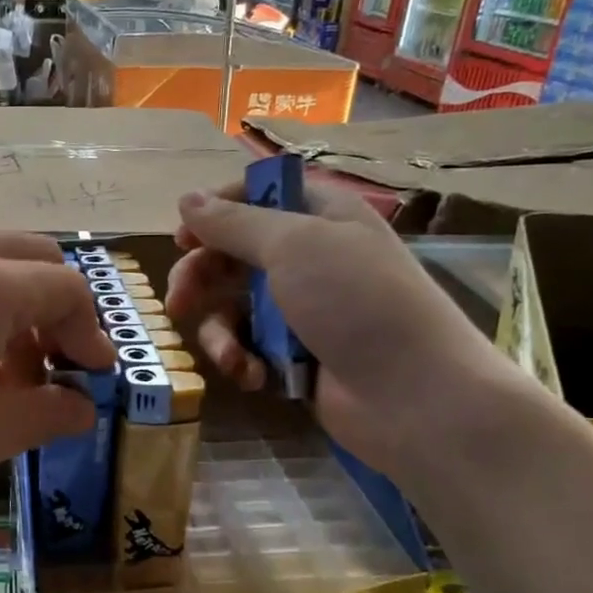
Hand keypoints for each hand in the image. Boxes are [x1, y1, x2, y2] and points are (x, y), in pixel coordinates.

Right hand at [166, 183, 523, 476]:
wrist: (414, 397)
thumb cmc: (356, 303)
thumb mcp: (294, 246)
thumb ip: (233, 223)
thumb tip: (186, 199)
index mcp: (320, 216)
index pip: (258, 195)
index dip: (216, 211)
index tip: (183, 237)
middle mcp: (310, 257)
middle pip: (235, 253)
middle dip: (202, 278)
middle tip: (178, 303)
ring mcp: (303, 309)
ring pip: (234, 305)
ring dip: (220, 331)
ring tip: (227, 355)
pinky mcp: (296, 355)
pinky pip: (250, 345)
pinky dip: (244, 359)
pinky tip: (253, 376)